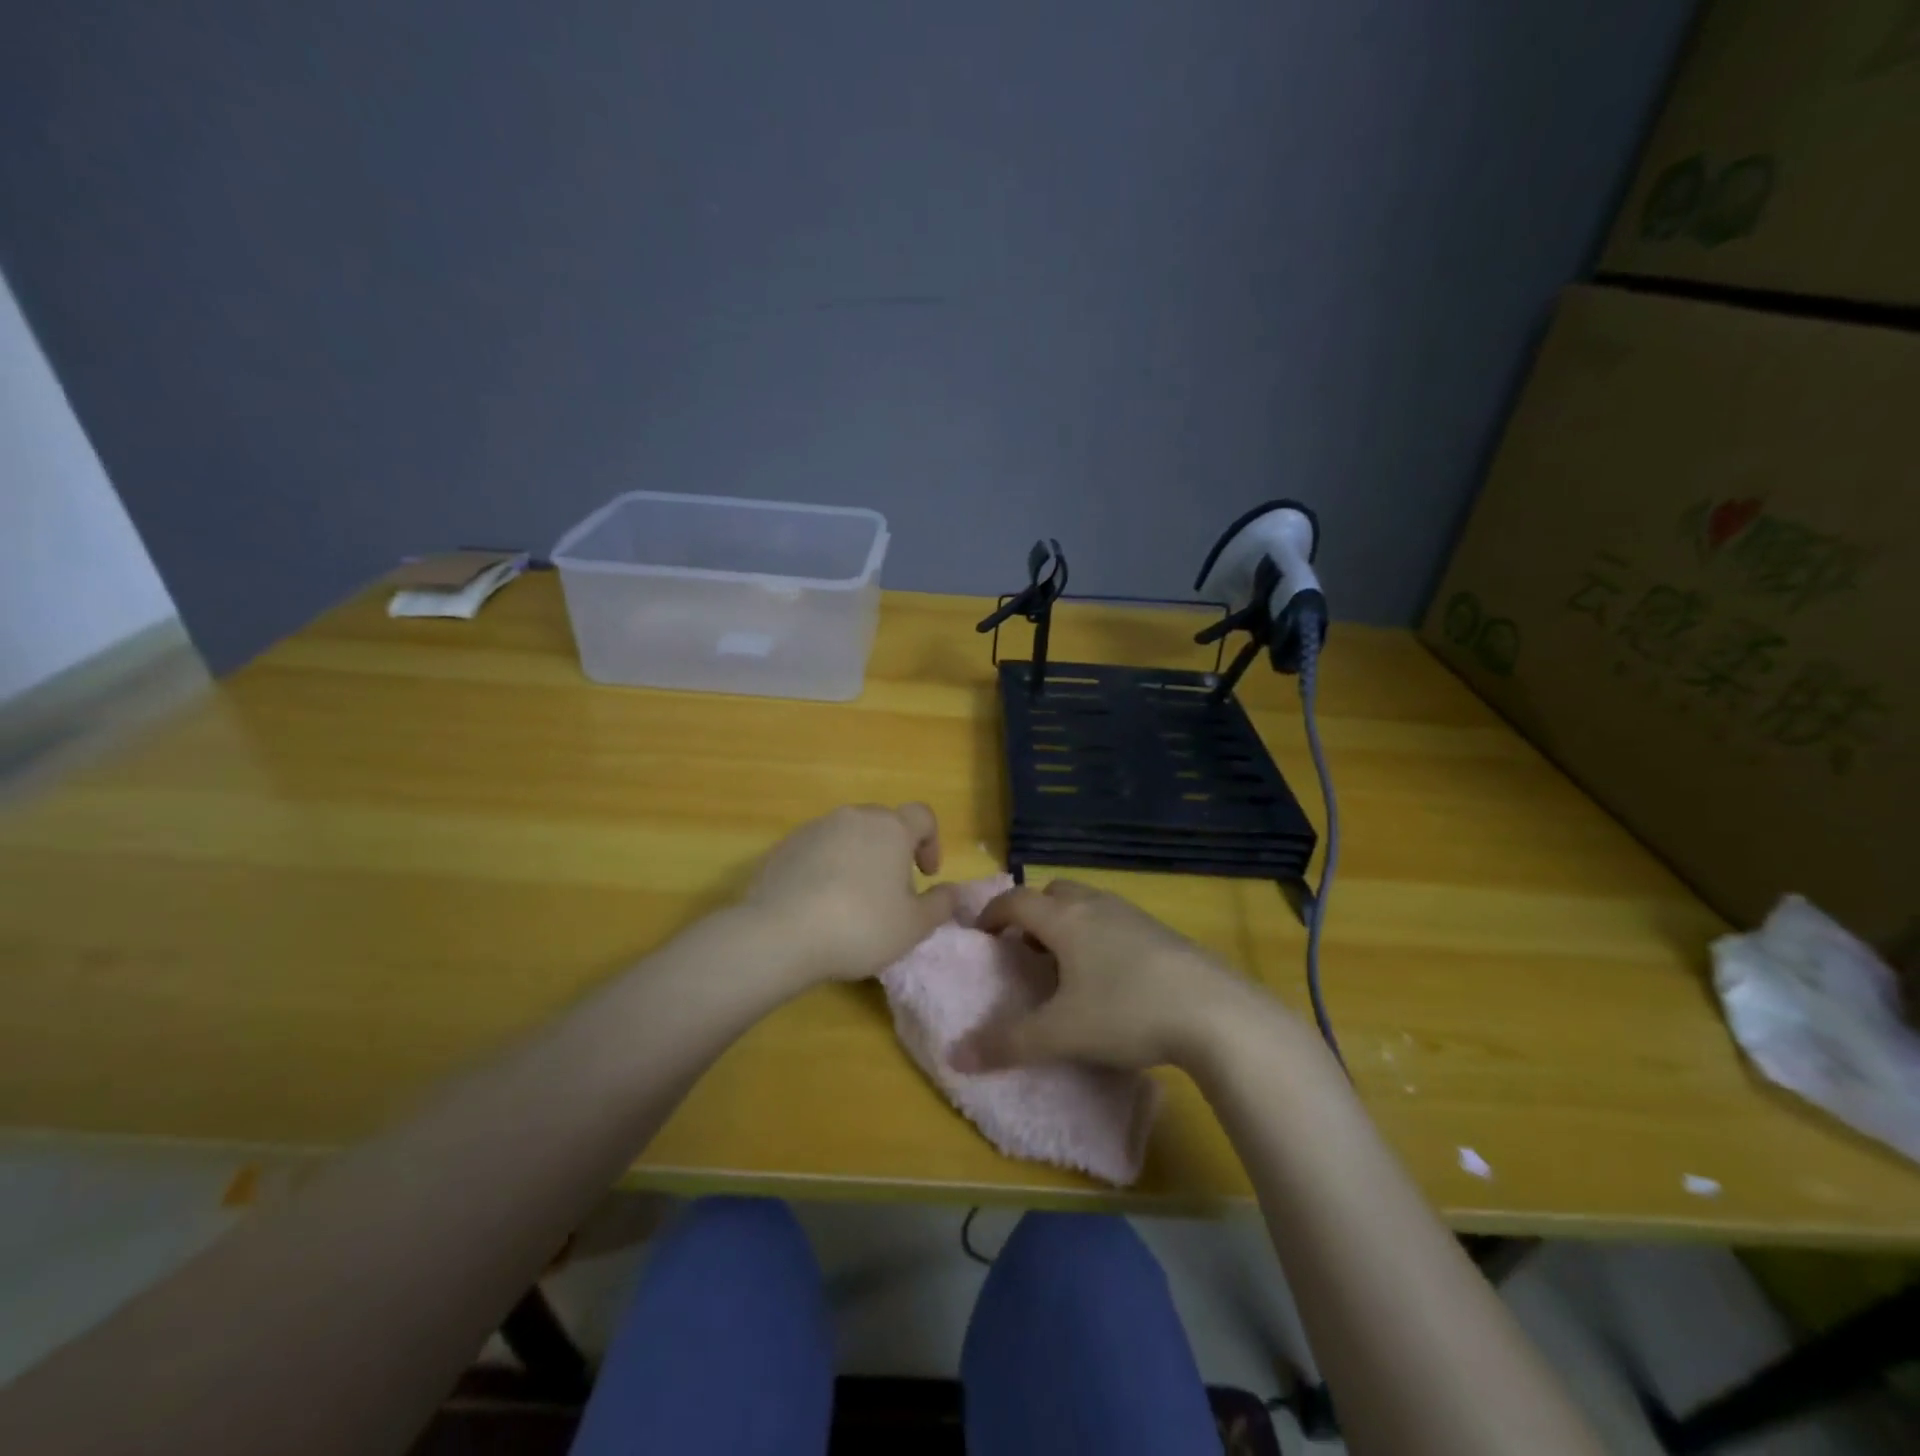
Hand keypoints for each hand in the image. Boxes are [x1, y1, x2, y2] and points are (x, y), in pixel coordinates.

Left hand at [743, 803, 958, 987]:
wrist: (779, 933)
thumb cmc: (861, 926)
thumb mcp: (913, 926)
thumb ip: (940, 905)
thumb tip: (953, 891)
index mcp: (891, 828)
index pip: (922, 816)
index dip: (931, 842)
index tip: (926, 875)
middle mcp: (853, 817)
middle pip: (883, 823)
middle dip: (893, 852)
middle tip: (891, 893)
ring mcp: (815, 829)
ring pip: (848, 835)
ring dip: (858, 858)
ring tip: (852, 901)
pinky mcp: (784, 847)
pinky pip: (817, 850)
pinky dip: (825, 868)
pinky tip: (819, 904)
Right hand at [952, 880, 1268, 1071]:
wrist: (1215, 1012)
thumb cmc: (1126, 1012)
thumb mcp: (1061, 1034)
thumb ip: (1007, 1044)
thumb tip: (955, 1056)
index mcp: (1065, 919)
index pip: (1016, 900)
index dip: (992, 913)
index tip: (980, 934)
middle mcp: (1096, 906)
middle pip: (1054, 892)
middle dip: (1033, 912)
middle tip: (1025, 948)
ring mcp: (1133, 916)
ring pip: (1088, 903)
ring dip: (1067, 922)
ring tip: (1065, 964)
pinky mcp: (1162, 933)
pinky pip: (1115, 920)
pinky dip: (1098, 934)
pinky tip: (1110, 976)